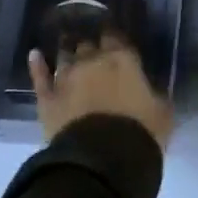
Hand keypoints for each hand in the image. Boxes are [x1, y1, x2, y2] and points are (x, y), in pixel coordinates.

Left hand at [29, 35, 172, 148]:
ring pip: (65, 56)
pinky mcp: (47, 99)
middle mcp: (92, 61)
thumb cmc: (139, 133)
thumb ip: (156, 96)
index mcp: (123, 60)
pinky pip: (40, 77)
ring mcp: (66, 78)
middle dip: (91, 46)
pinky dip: (37, 65)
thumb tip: (153, 91)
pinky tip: (34, 54)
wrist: (102, 160)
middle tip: (93, 48)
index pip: (117, 38)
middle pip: (89, 44)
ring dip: (67, 51)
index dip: (115, 38)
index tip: (115, 39)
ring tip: (67, 44)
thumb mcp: (162, 114)